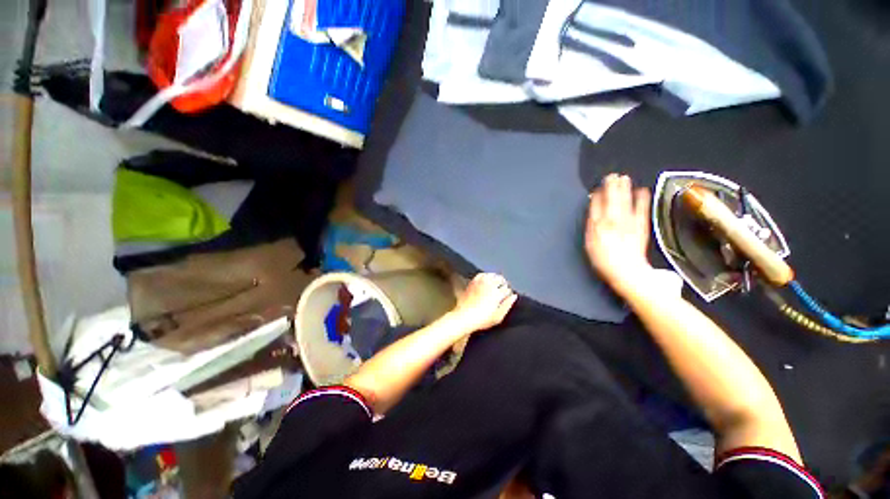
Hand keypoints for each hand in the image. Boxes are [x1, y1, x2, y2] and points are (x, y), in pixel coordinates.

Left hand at [451, 273, 517, 332]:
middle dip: (504, 284)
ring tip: (496, 283)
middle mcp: (489, 285)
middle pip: (501, 280)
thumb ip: (507, 305)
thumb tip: (514, 296)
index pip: (507, 289)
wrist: (464, 317)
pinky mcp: (473, 282)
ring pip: (492, 275)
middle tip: (503, 289)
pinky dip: (486, 275)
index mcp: (497, 294)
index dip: (509, 293)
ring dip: (496, 278)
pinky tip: (486, 280)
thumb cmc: (481, 320)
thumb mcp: (498, 317)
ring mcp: (480, 282)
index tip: (507, 297)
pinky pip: (482, 274)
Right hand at [585, 174, 652, 294]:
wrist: (626, 272)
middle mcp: (612, 221)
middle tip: (612, 175)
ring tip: (623, 178)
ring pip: (624, 200)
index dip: (597, 195)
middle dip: (611, 186)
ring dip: (624, 188)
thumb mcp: (589, 245)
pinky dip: (642, 199)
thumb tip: (592, 213)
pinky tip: (642, 190)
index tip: (598, 187)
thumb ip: (590, 227)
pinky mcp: (641, 225)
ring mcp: (628, 222)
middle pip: (611, 199)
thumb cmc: (603, 261)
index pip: (596, 206)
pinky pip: (641, 209)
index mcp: (597, 226)